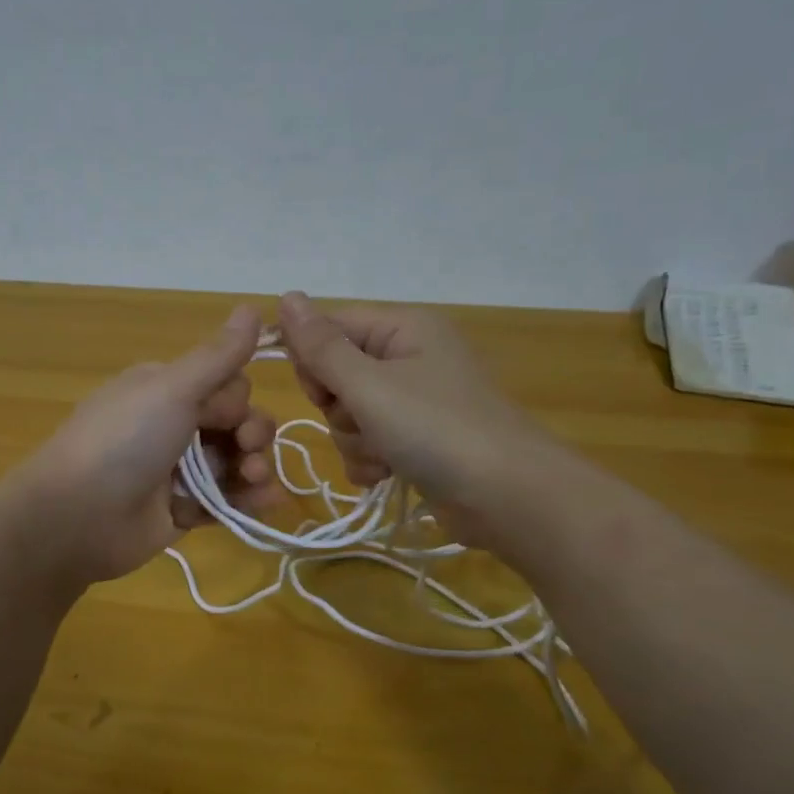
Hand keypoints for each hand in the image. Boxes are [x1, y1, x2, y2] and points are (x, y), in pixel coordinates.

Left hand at [9, 305, 282, 583]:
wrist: (77, 516)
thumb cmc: (124, 441)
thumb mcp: (172, 388)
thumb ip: (217, 356)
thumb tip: (253, 306)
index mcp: (165, 389)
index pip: (225, 385)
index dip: (237, 399)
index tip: (228, 414)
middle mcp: (171, 425)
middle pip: (235, 422)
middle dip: (253, 433)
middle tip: (247, 449)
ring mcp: (176, 471)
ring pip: (234, 462)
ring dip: (255, 466)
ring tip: (255, 479)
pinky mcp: (181, 510)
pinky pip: (225, 500)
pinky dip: (248, 500)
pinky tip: (268, 500)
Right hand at [274, 291, 560, 540]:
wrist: (508, 497)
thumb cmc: (436, 429)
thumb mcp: (368, 385)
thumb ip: (321, 346)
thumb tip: (285, 296)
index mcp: (403, 328)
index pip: (330, 328)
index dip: (311, 360)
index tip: (318, 392)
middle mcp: (408, 358)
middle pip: (336, 375)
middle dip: (338, 409)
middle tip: (363, 422)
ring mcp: (414, 402)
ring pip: (349, 415)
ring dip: (355, 441)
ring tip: (384, 456)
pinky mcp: (416, 440)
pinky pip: (368, 442)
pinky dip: (370, 461)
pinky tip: (386, 475)